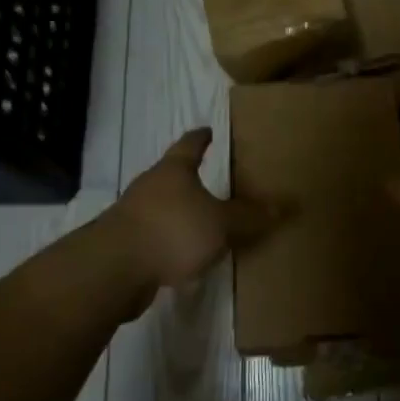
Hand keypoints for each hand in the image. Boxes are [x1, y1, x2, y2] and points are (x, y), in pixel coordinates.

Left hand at [108, 128, 274, 299]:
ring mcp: (133, 215)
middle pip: (173, 175)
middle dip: (192, 178)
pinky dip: (170, 242)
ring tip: (205, 223)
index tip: (211, 131)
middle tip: (216, 180)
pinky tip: (185, 257)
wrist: (113, 269)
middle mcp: (150, 186)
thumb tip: (286, 206)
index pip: (190, 144)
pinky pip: (156, 237)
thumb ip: (250, 216)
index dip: (202, 137)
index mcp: (173, 170)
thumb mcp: (220, 223)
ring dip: (181, 214)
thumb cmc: (171, 231)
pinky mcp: (126, 245)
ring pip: (163, 208)